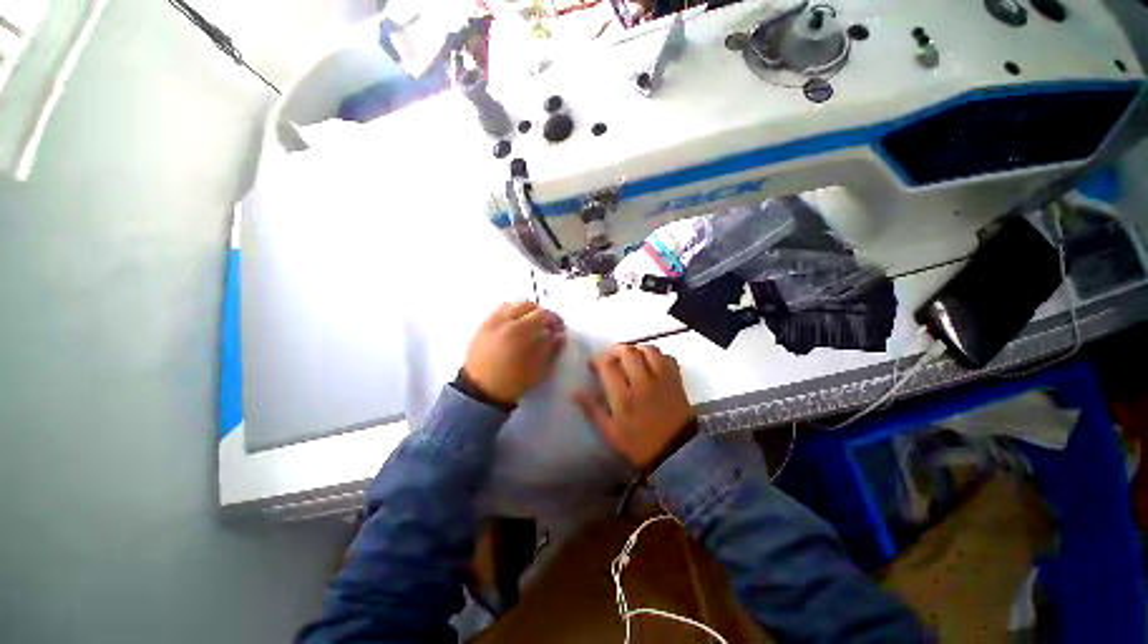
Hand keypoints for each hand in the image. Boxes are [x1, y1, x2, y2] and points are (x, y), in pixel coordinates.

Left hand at [463, 301, 566, 405]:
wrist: (481, 392)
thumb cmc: (514, 382)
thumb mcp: (539, 369)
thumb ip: (551, 349)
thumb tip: (559, 335)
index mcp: (520, 330)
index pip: (542, 314)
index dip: (554, 318)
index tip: (559, 327)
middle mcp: (504, 321)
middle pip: (525, 305)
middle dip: (539, 312)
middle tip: (545, 324)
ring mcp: (490, 323)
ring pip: (509, 305)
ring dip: (522, 310)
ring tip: (528, 324)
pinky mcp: (481, 328)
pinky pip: (496, 313)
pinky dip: (508, 314)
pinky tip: (512, 328)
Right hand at [574, 345, 694, 469]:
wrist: (676, 453)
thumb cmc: (639, 444)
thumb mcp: (610, 432)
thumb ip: (592, 409)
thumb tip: (574, 392)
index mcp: (623, 396)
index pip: (607, 365)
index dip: (597, 360)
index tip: (593, 364)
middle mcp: (642, 381)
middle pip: (627, 351)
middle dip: (615, 351)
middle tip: (611, 359)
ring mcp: (662, 378)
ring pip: (648, 349)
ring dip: (636, 349)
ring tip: (630, 358)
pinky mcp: (676, 379)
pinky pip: (667, 357)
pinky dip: (657, 355)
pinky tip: (650, 364)